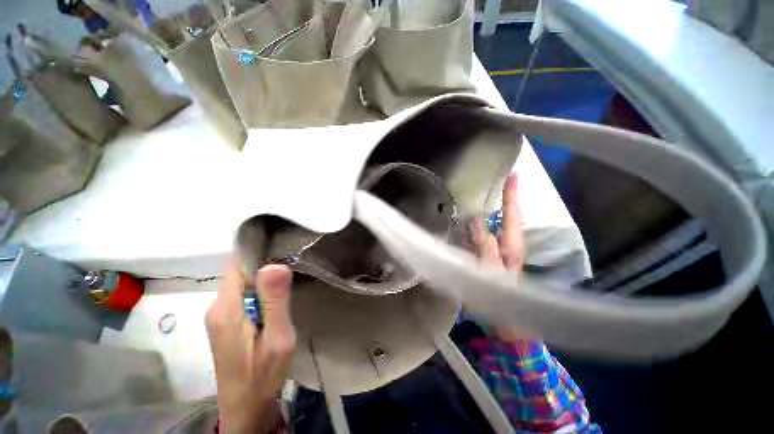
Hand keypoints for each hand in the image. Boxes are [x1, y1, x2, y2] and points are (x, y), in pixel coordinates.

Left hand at [206, 261, 295, 433]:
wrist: (246, 406)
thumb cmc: (263, 374)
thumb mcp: (277, 338)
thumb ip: (275, 302)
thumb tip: (275, 265)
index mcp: (226, 308)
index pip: (237, 265)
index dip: (258, 252)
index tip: (282, 244)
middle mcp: (217, 307)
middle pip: (240, 272)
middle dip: (266, 264)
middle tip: (294, 262)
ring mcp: (220, 314)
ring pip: (243, 282)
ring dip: (265, 277)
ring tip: (290, 276)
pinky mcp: (226, 321)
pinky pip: (243, 294)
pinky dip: (261, 289)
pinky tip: (278, 294)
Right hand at [473, 174, 533, 340]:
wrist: (503, 322)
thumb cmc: (497, 299)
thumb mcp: (488, 271)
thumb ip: (484, 246)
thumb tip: (477, 220)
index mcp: (511, 247)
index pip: (512, 216)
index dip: (511, 196)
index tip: (513, 176)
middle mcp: (509, 246)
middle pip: (509, 218)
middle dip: (508, 200)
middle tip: (504, 182)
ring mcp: (502, 252)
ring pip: (499, 226)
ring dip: (496, 211)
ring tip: (491, 196)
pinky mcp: (492, 258)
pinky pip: (488, 236)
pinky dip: (484, 226)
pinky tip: (475, 222)